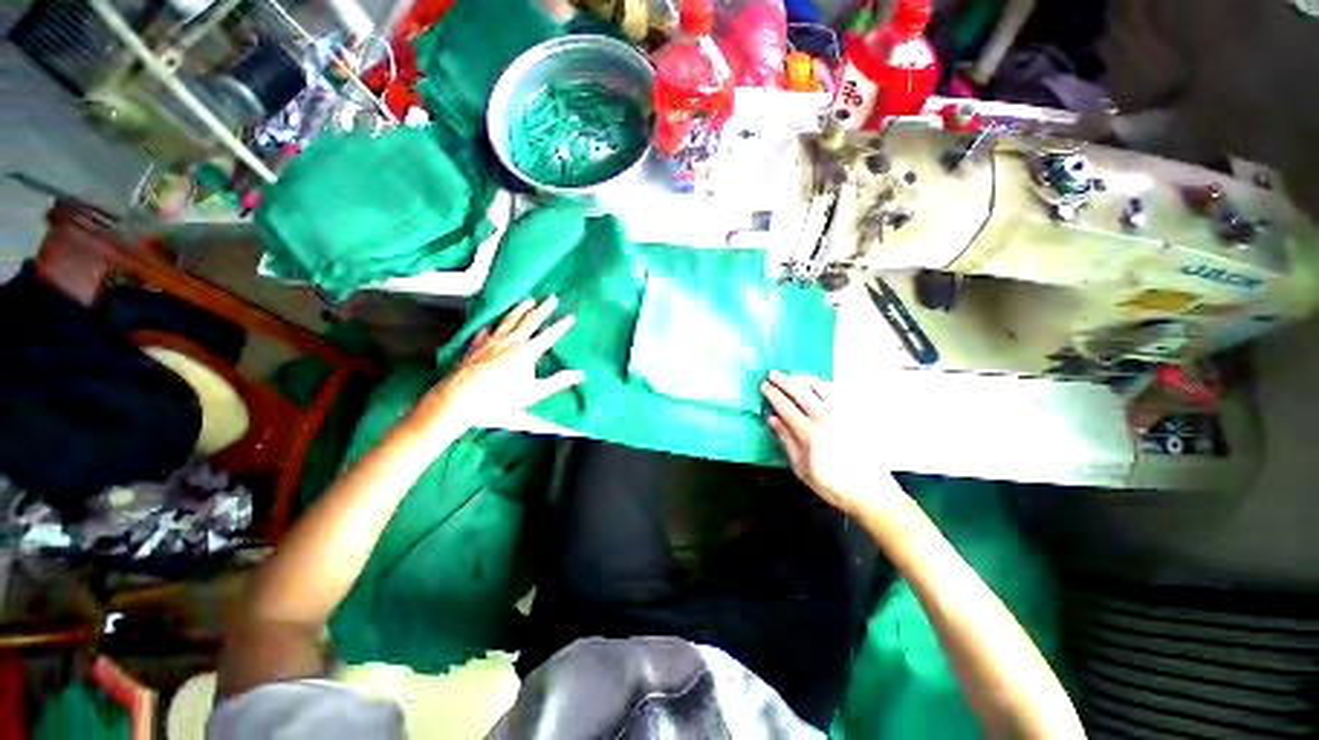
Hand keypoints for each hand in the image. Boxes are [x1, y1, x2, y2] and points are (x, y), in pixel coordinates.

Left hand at [419, 296, 583, 431]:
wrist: (460, 397)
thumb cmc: (500, 397)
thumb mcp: (534, 392)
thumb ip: (557, 382)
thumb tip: (580, 375)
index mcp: (526, 352)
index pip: (548, 336)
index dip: (561, 326)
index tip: (570, 316)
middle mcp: (510, 342)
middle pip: (529, 321)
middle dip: (543, 309)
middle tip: (551, 298)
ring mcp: (491, 342)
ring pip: (509, 321)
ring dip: (520, 310)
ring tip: (527, 300)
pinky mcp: (476, 347)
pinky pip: (486, 332)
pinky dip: (491, 327)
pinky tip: (490, 326)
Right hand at [761, 371, 895, 517]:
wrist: (871, 492)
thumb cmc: (833, 485)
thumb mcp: (801, 468)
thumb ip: (786, 441)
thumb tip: (773, 420)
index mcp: (808, 432)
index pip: (785, 406)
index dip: (772, 394)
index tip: (764, 385)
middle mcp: (825, 418)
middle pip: (800, 392)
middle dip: (784, 381)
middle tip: (773, 374)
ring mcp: (843, 415)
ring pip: (821, 388)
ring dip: (804, 379)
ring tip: (795, 376)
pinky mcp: (856, 416)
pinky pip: (838, 394)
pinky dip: (824, 386)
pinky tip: (819, 386)